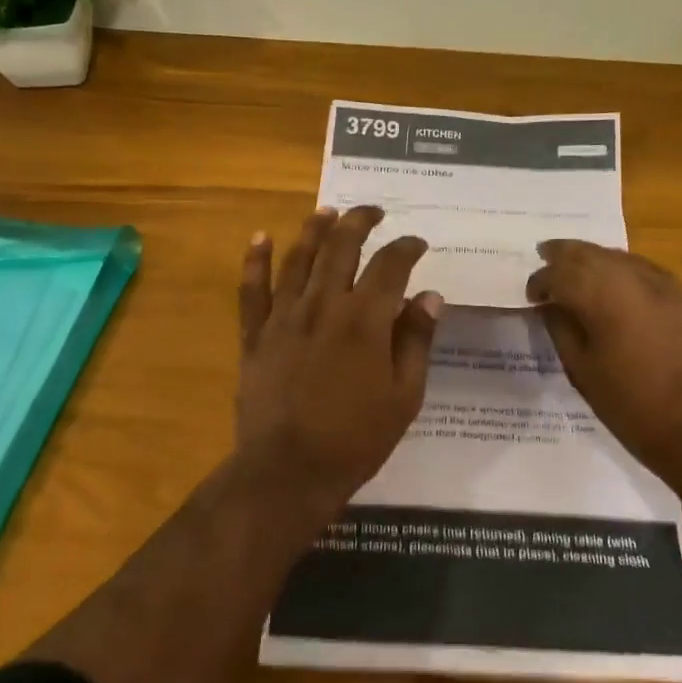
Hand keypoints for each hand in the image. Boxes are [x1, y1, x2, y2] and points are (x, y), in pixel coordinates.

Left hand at [235, 205, 442, 511]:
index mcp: (366, 320)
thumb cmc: (355, 439)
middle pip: (342, 247)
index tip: (417, 243)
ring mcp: (284, 317)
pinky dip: (254, 260)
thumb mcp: (404, 396)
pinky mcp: (255, 335)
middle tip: (372, 211)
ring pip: (298, 258)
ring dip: (314, 229)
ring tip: (327, 211)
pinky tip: (260, 237)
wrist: (288, 471)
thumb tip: (429, 296)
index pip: (390, 266)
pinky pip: (252, 290)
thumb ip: (416, 342)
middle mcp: (324, 305)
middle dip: (360, 222)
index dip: (406, 247)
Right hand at [526, 240, 681, 489]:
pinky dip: (623, 268)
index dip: (541, 281)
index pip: (561, 273)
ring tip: (576, 265)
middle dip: (564, 254)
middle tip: (544, 255)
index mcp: (603, 298)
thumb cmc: (629, 406)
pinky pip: (646, 270)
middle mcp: (633, 280)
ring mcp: (665, 286)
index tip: (531, 295)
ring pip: (620, 257)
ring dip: (594, 257)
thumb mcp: (582, 370)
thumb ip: (561, 329)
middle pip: (591, 253)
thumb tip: (550, 305)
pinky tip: (616, 281)